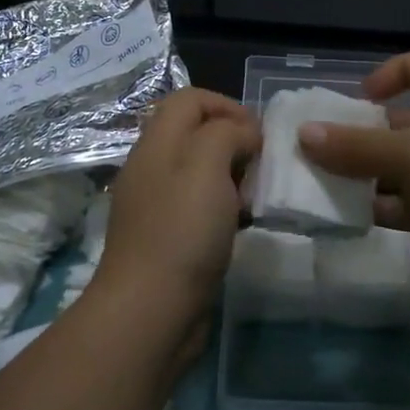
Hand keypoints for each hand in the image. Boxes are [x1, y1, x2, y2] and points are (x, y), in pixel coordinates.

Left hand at [96, 88, 260, 327]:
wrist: (150, 310)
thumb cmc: (182, 230)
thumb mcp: (208, 164)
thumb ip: (227, 134)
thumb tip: (242, 134)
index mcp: (157, 142)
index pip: (190, 98)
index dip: (227, 105)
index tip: (258, 134)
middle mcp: (152, 166)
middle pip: (195, 132)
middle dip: (233, 140)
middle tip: (259, 167)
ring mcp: (156, 204)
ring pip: (199, 170)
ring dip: (231, 175)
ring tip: (254, 197)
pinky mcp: (166, 237)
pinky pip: (198, 205)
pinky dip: (222, 206)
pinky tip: (240, 226)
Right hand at [297, 49, 409, 311]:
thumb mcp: (407, 154)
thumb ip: (354, 147)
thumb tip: (304, 134)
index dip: (396, 71)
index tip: (364, 96)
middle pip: (408, 122)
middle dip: (368, 133)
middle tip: (328, 146)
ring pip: (405, 166)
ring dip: (369, 174)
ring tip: (325, 182)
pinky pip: (409, 203)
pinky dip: (382, 207)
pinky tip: (348, 216)